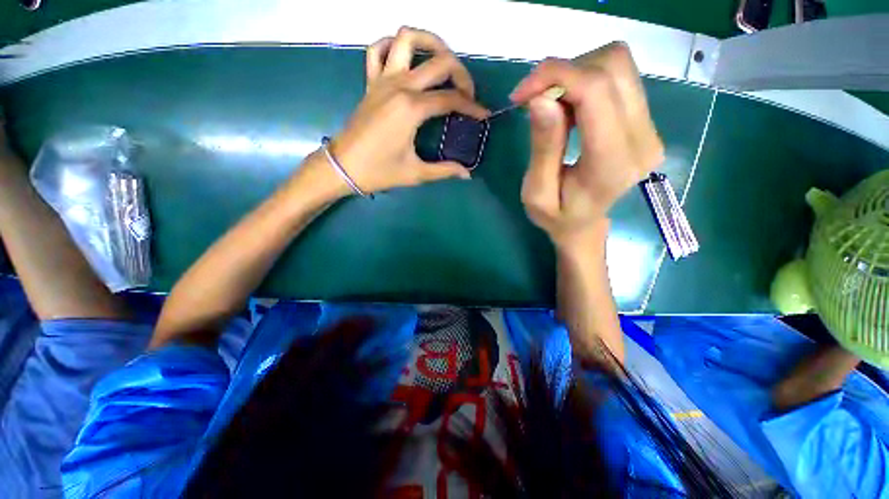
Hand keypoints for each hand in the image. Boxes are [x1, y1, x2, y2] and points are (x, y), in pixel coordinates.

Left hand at [329, 27, 488, 193]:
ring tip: (442, 62)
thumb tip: (467, 173)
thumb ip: (444, 170)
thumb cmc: (379, 172)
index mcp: (411, 108)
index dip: (472, 106)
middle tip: (467, 93)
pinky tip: (406, 60)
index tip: (483, 115)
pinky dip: (393, 46)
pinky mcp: (370, 82)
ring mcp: (382, 79)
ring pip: (407, 38)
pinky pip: (378, 49)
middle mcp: (399, 85)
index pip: (451, 99)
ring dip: (430, 43)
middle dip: (461, 74)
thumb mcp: (416, 173)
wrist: (343, 167)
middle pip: (439, 62)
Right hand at [512, 42, 663, 248]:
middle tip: (533, 99)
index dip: (556, 76)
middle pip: (612, 66)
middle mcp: (642, 138)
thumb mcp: (537, 193)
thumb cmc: (557, 217)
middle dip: (563, 72)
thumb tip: (541, 99)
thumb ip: (543, 148)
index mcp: (612, 163)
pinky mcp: (645, 120)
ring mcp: (650, 126)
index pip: (596, 91)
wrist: (585, 225)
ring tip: (550, 104)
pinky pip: (618, 77)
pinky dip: (585, 80)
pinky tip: (568, 106)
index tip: (521, 94)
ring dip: (574, 73)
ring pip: (617, 64)